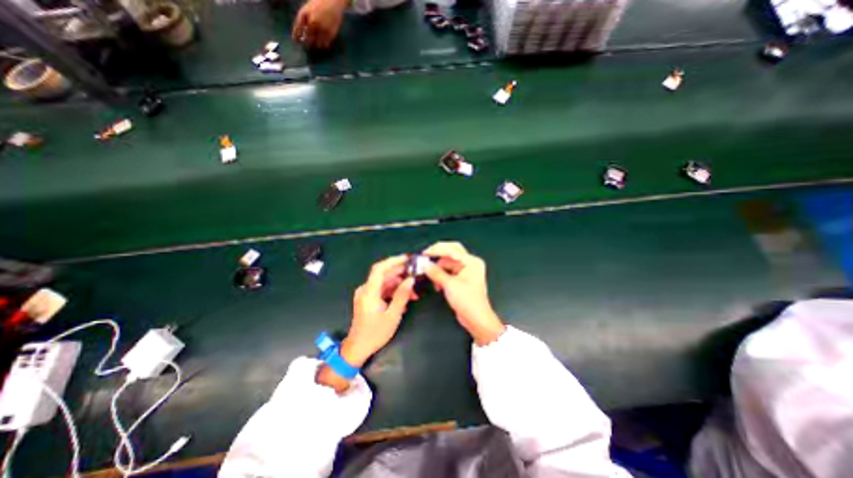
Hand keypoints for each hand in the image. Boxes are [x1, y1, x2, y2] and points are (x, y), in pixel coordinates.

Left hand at [294, 0, 345, 48]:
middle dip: (307, 43)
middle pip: (308, 38)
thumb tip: (303, 32)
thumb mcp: (308, 7)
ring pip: (317, 43)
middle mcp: (312, 22)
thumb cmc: (319, 2)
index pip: (298, 27)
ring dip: (315, 45)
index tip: (295, 41)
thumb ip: (304, 19)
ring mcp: (322, 29)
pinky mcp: (331, 34)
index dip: (296, 35)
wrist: (333, 1)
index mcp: (305, 14)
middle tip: (307, 45)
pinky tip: (323, 43)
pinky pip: (326, 44)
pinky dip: (323, 45)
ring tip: (315, 45)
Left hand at [343, 257, 415, 365]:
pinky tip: (405, 299)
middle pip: (384, 274)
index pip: (379, 269)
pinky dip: (394, 292)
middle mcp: (366, 289)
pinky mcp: (369, 299)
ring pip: (385, 283)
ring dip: (399, 285)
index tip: (407, 258)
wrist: (358, 348)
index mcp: (369, 292)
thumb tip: (411, 280)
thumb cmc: (375, 333)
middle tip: (416, 273)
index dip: (393, 261)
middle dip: (401, 273)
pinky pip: (383, 290)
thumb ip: (402, 296)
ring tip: (414, 292)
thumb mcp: (392, 315)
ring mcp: (367, 294)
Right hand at [421, 243, 500, 342]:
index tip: (425, 253)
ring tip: (431, 275)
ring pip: (449, 263)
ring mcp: (467, 271)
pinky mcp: (462, 279)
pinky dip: (442, 275)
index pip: (452, 250)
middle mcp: (470, 264)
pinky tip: (437, 284)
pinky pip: (449, 271)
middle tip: (426, 255)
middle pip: (452, 252)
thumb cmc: (468, 301)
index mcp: (472, 262)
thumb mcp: (450, 285)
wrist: (476, 319)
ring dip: (439, 268)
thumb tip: (425, 265)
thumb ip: (436, 273)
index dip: (437, 250)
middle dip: (438, 254)